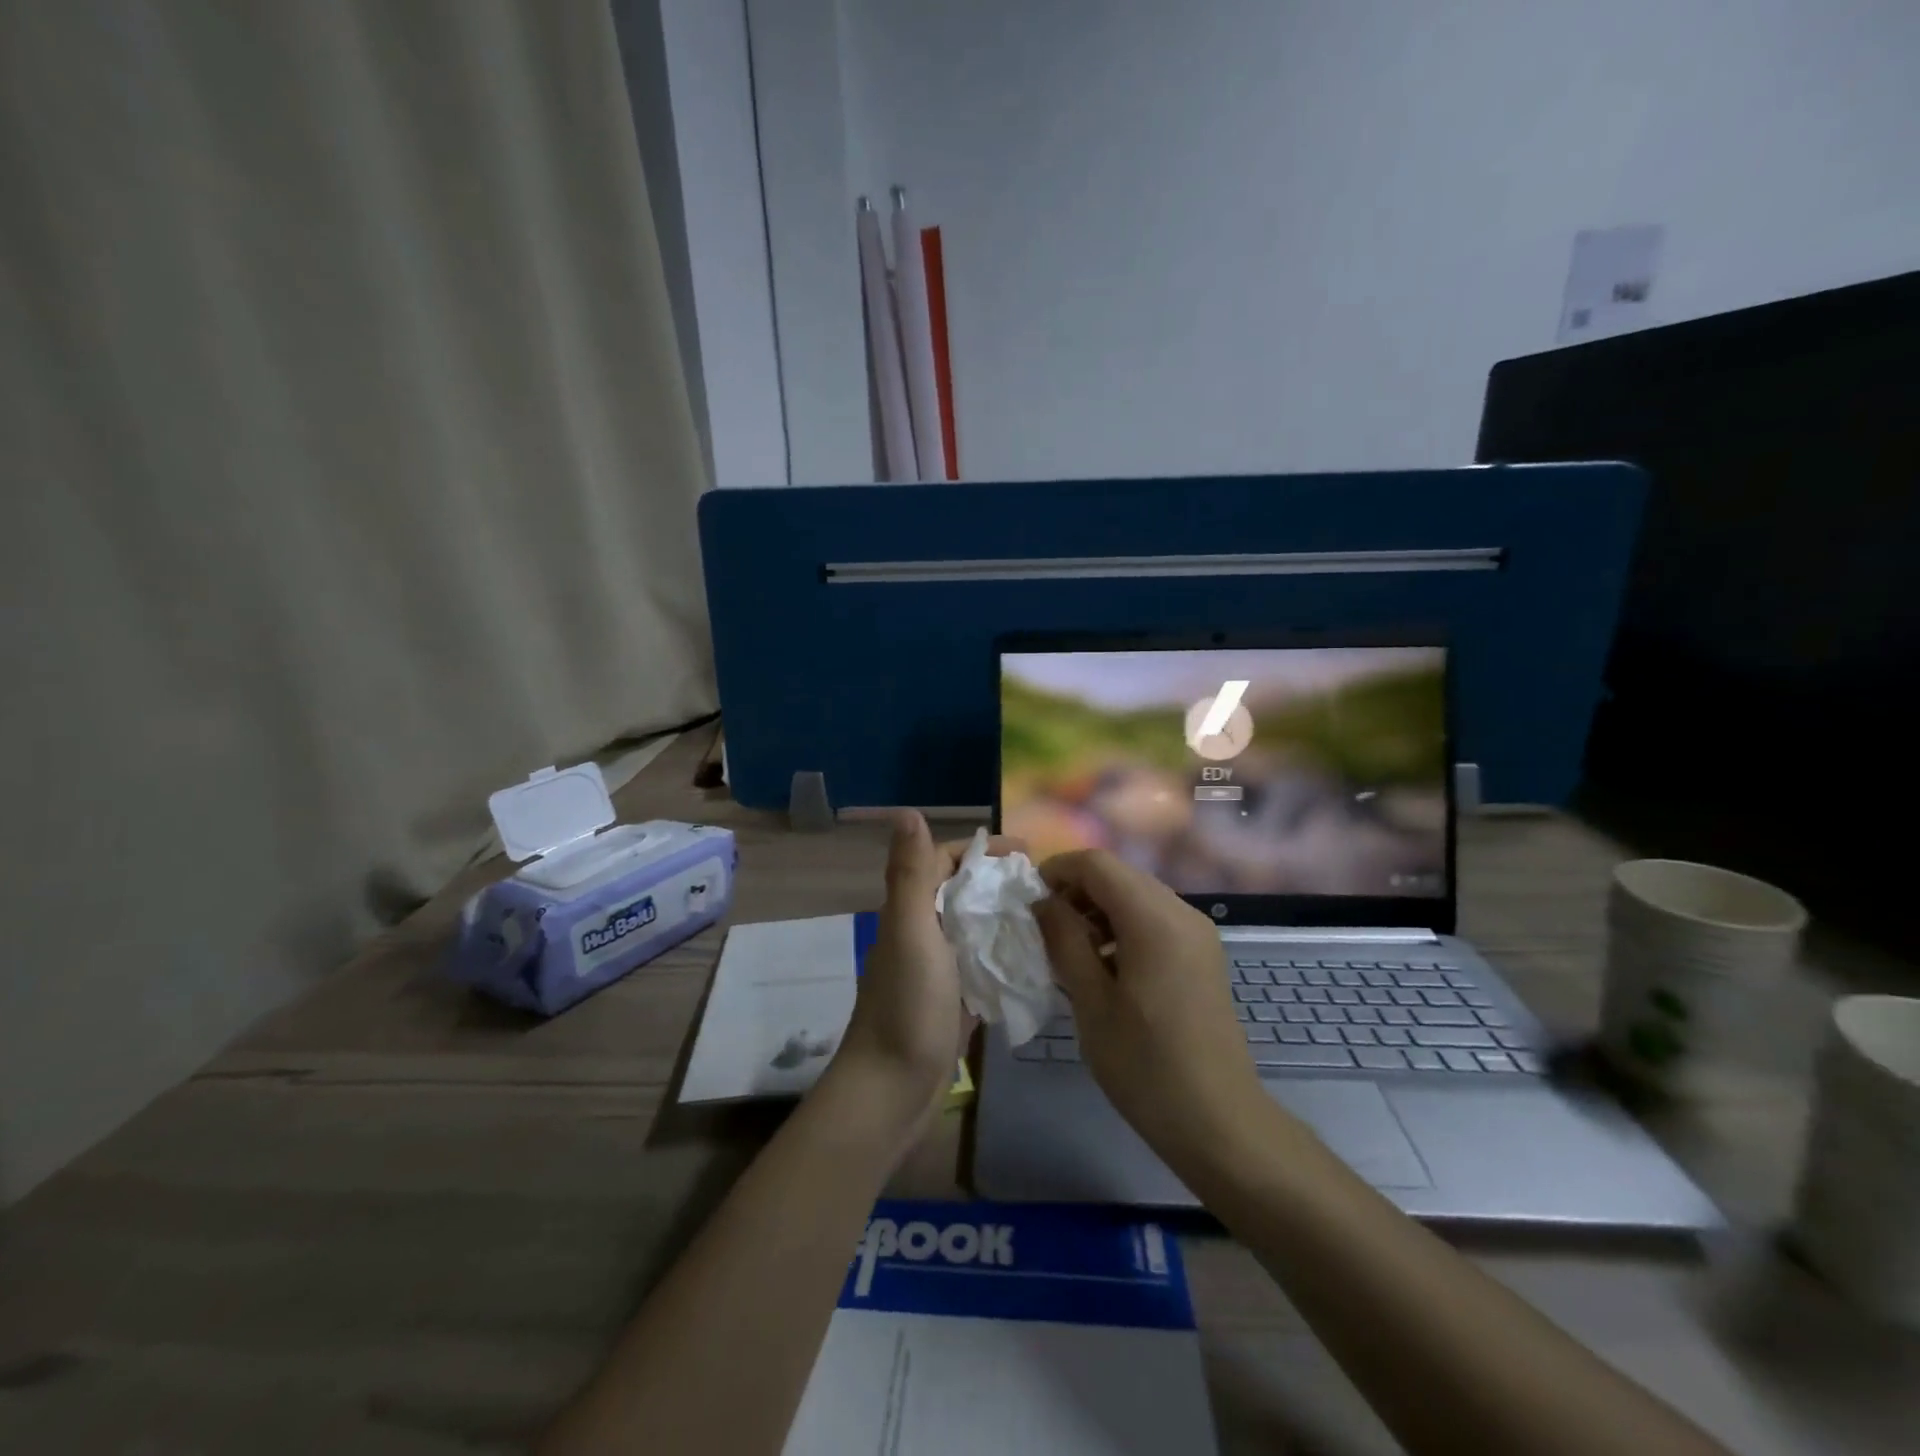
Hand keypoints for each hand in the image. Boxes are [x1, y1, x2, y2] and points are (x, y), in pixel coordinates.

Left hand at [825, 813, 1023, 1146]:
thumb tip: (907, 811)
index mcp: (911, 910)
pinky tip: (1041, 957)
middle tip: (1049, 885)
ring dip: (1008, 915)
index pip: (945, 861)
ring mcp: (940, 967)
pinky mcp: (956, 998)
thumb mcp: (911, 932)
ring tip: (1053, 915)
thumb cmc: (905, 1006)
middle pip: (965, 891)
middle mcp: (923, 931)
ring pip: (977, 926)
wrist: (893, 1090)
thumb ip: (911, 874)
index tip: (1027, 851)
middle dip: (1001, 881)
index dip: (982, 850)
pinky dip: (1008, 952)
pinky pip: (985, 962)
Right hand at [1034, 850, 1267, 1174]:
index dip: (1057, 871)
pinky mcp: (1202, 954)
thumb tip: (1042, 902)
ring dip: (1099, 910)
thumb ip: (1064, 941)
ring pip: (1136, 896)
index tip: (1029, 901)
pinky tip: (1105, 966)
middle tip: (1046, 931)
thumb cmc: (1145, 1065)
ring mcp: (1197, 933)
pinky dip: (1123, 927)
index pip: (1097, 864)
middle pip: (1119, 876)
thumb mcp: (1091, 1002)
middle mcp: (1182, 912)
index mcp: (1154, 919)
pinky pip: (1155, 919)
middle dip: (1077, 891)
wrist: (1218, 1121)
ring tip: (1071, 952)